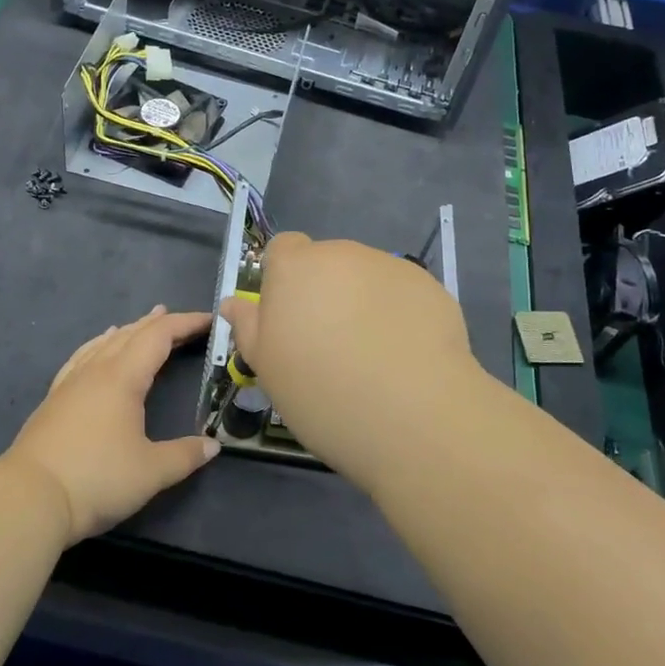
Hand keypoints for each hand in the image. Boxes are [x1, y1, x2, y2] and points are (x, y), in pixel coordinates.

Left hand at [2, 305, 218, 542]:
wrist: (29, 498)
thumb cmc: (97, 479)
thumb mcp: (151, 472)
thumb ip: (185, 455)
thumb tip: (212, 445)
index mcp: (123, 378)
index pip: (159, 337)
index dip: (185, 324)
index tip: (209, 320)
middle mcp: (96, 371)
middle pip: (131, 334)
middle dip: (158, 324)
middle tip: (180, 319)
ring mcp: (70, 383)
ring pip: (103, 343)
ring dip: (128, 331)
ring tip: (141, 324)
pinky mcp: (54, 400)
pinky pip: (82, 357)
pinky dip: (98, 345)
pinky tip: (96, 349)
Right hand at [220, 232, 483, 492]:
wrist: (412, 416)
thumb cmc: (321, 393)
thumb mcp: (268, 367)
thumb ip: (249, 327)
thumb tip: (234, 303)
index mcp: (295, 267)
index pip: (283, 248)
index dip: (284, 280)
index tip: (290, 319)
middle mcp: (342, 254)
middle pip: (326, 263)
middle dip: (325, 292)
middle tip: (330, 345)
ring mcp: (390, 266)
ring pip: (366, 277)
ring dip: (363, 301)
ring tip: (373, 355)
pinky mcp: (430, 286)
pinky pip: (402, 293)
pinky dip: (399, 314)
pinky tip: (405, 356)